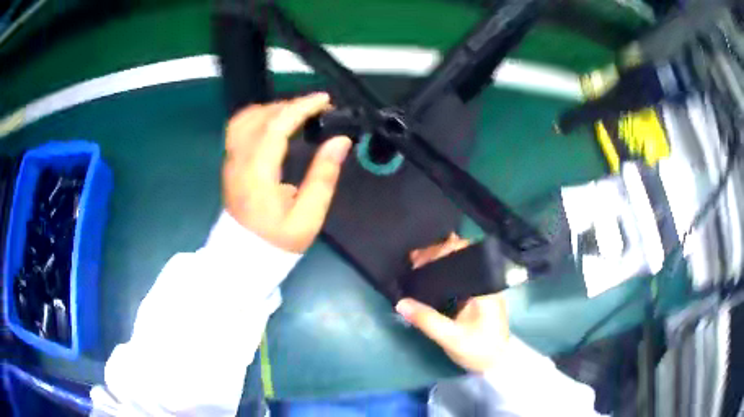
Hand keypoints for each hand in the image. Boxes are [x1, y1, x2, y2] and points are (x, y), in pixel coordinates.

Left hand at [223, 93, 351, 252]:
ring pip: (243, 119)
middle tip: (314, 109)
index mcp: (257, 174)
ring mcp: (230, 162)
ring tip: (295, 114)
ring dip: (271, 109)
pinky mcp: (229, 164)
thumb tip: (340, 142)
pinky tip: (273, 124)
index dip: (300, 107)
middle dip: (289, 105)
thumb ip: (323, 176)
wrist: (244, 257)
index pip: (275, 127)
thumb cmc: (277, 241)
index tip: (324, 100)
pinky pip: (239, 128)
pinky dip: (258, 117)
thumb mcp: (308, 217)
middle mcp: (238, 162)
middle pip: (258, 117)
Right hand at [397, 234, 509, 372]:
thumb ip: (427, 320)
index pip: (465, 255)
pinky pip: (457, 280)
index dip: (443, 250)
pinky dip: (441, 276)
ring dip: (438, 264)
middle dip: (437, 254)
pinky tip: (426, 278)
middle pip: (460, 257)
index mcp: (484, 286)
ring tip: (415, 265)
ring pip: (458, 267)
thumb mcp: (451, 338)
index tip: (420, 256)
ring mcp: (480, 289)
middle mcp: (484, 282)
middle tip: (412, 259)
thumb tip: (400, 303)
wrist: (496, 364)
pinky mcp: (474, 297)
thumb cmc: (479, 349)